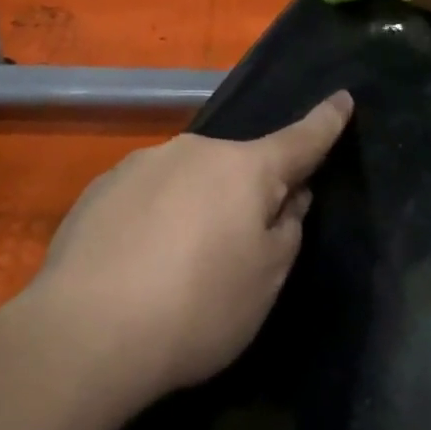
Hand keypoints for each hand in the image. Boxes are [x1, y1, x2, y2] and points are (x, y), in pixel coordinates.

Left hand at [27, 92, 352, 402]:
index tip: (344, 97)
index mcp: (245, 168)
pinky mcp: (102, 186)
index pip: (299, 140)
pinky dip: (154, 220)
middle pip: (237, 168)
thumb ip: (287, 229)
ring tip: (176, 269)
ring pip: (188, 180)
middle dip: (246, 195)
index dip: (325, 123)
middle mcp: (195, 150)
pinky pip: (147, 197)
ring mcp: (143, 163)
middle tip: (236, 252)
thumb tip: (290, 195)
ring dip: (196, 208)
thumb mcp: (265, 280)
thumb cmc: (198, 307)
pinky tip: (137, 265)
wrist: (86, 332)